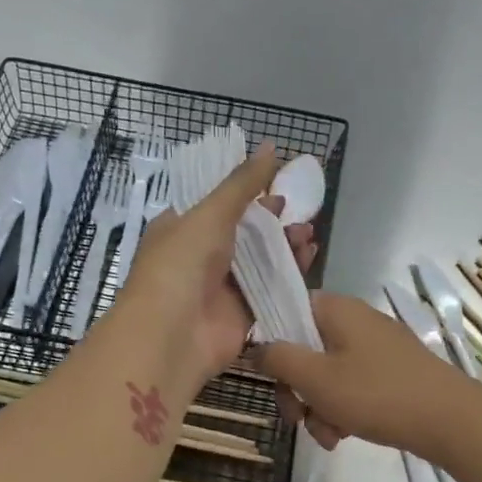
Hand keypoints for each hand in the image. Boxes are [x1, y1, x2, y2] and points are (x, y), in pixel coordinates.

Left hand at [117, 143, 317, 383]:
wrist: (172, 334)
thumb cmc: (182, 264)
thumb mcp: (210, 213)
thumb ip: (243, 184)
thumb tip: (272, 147)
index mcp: (181, 229)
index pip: (217, 205)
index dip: (247, 193)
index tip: (278, 183)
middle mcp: (199, 258)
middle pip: (244, 234)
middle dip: (272, 221)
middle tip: (300, 211)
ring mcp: (220, 289)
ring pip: (260, 262)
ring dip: (285, 246)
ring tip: (308, 233)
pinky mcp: (241, 316)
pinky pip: (270, 290)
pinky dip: (290, 274)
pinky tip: (309, 257)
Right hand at [256, 293, 475, 457]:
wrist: (450, 420)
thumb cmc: (376, 394)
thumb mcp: (315, 378)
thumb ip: (278, 358)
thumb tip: (256, 347)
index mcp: (337, 310)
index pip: (288, 311)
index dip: (273, 344)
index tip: (271, 378)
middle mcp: (356, 321)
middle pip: (305, 349)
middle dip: (297, 390)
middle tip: (298, 418)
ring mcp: (377, 347)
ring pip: (327, 374)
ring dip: (319, 408)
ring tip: (329, 437)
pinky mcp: (392, 372)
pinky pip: (353, 386)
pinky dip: (343, 410)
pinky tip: (345, 436)